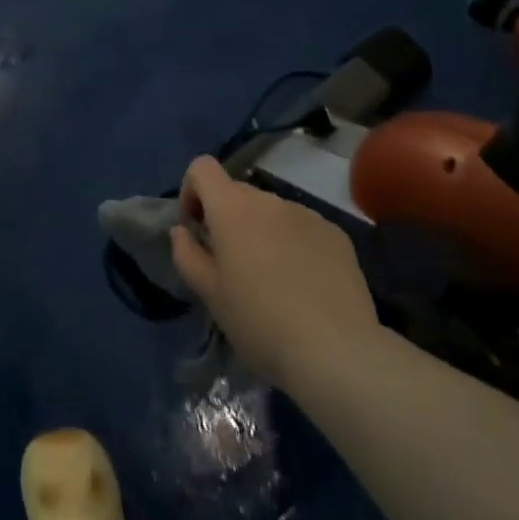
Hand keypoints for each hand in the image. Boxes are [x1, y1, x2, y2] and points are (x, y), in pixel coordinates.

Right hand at [170, 156, 380, 387]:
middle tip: (231, 264)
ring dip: (262, 232)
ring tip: (271, 279)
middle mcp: (269, 200)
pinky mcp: (336, 234)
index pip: (202, 167)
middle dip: (227, 218)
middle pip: (237, 192)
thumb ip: (187, 254)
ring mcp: (307, 214)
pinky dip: (294, 244)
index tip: (195, 228)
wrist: (337, 352)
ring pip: (271, 212)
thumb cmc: (260, 323)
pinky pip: (303, 228)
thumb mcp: (210, 295)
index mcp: (232, 208)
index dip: (191, 190)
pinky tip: (304, 285)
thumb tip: (181, 230)